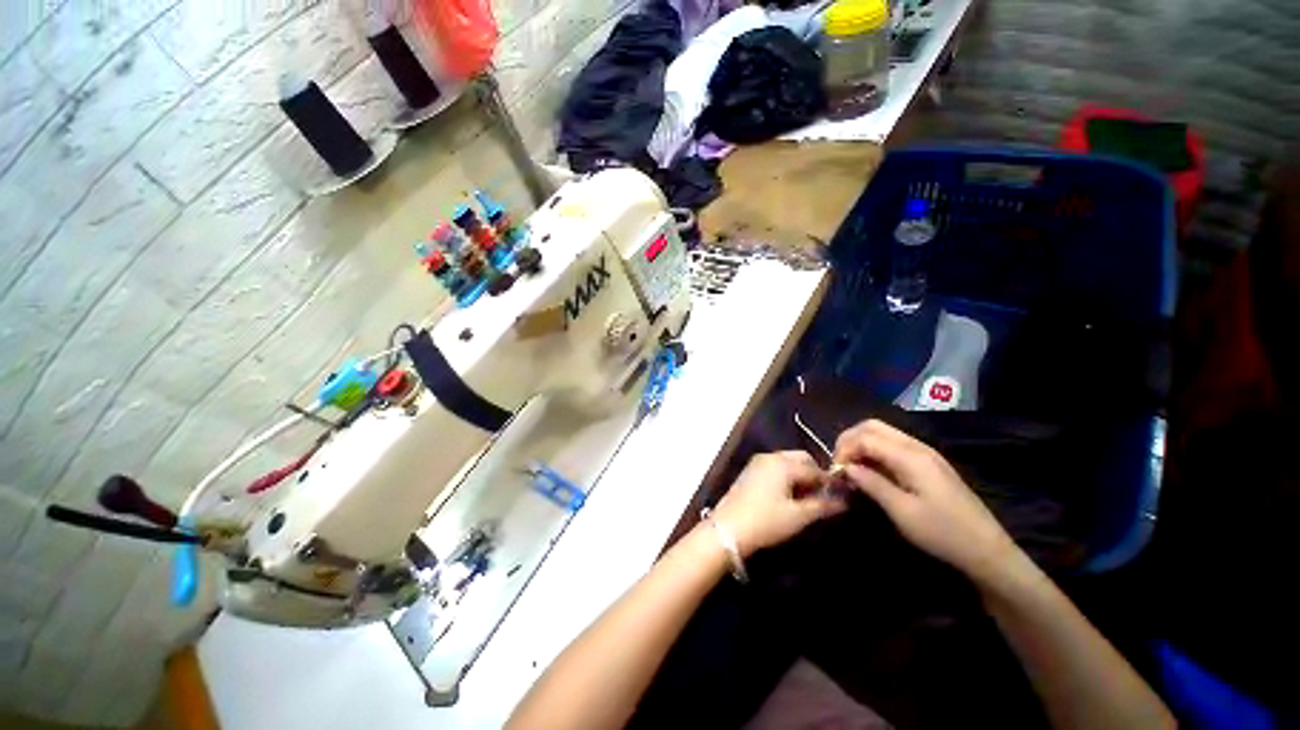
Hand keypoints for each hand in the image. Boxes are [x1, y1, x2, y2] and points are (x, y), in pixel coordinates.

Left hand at [711, 451, 845, 557]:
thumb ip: (823, 505)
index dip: (830, 482)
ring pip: (787, 462)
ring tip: (807, 499)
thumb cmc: (766, 521)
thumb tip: (844, 501)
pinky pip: (775, 468)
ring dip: (800, 475)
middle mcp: (770, 456)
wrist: (727, 528)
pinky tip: (788, 496)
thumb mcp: (798, 516)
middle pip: (800, 459)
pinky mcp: (749, 472)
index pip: (815, 468)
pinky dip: (786, 477)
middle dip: (814, 474)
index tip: (842, 496)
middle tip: (822, 496)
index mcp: (784, 463)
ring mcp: (757, 463)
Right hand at [833, 419, 1021, 585]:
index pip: (865, 437)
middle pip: (873, 426)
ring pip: (882, 433)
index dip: (844, 449)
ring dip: (861, 444)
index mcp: (911, 456)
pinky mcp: (928, 463)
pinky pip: (893, 445)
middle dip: (850, 440)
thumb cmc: (942, 533)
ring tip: (852, 468)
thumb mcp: (902, 511)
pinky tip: (871, 471)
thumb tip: (847, 467)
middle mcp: (917, 446)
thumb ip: (871, 484)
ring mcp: (925, 453)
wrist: (987, 550)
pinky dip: (875, 451)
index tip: (836, 472)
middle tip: (840, 464)